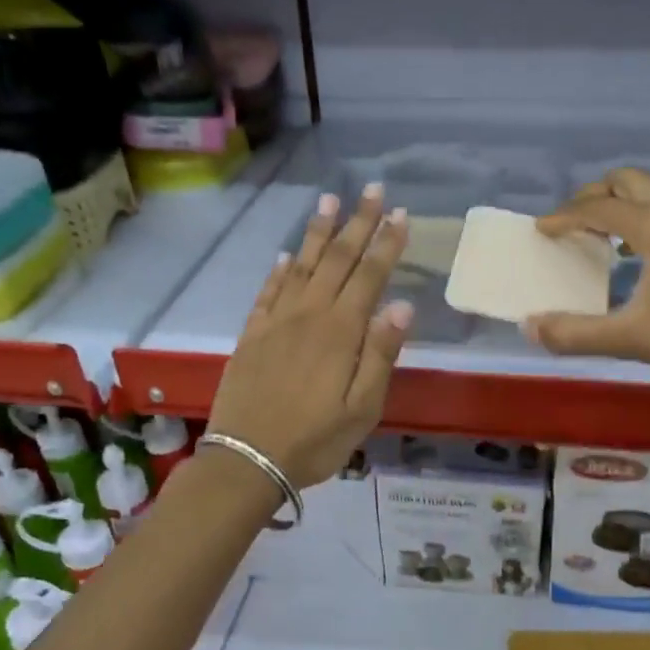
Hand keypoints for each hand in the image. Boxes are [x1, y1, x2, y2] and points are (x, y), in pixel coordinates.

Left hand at [207, 186, 410, 487]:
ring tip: (329, 202)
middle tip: (372, 189)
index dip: (387, 244)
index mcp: (340, 333)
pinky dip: (280, 270)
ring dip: (318, 233)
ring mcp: (275, 323)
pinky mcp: (251, 335)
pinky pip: (268, 292)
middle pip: (336, 260)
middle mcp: (308, 315)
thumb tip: (402, 305)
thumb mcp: (362, 409)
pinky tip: (288, 255)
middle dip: (357, 223)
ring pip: (301, 267)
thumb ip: (381, 355)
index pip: (369, 276)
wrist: (246, 460)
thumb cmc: (315, 441)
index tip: (401, 214)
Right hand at [526, 168, 649, 388]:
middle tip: (572, 221)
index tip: (541, 229)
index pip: (598, 207)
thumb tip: (530, 327)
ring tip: (603, 235)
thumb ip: (577, 334)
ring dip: (623, 203)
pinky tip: (644, 254)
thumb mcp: (632, 338)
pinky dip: (646, 217)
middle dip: (594, 195)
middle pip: (628, 181)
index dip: (564, 216)